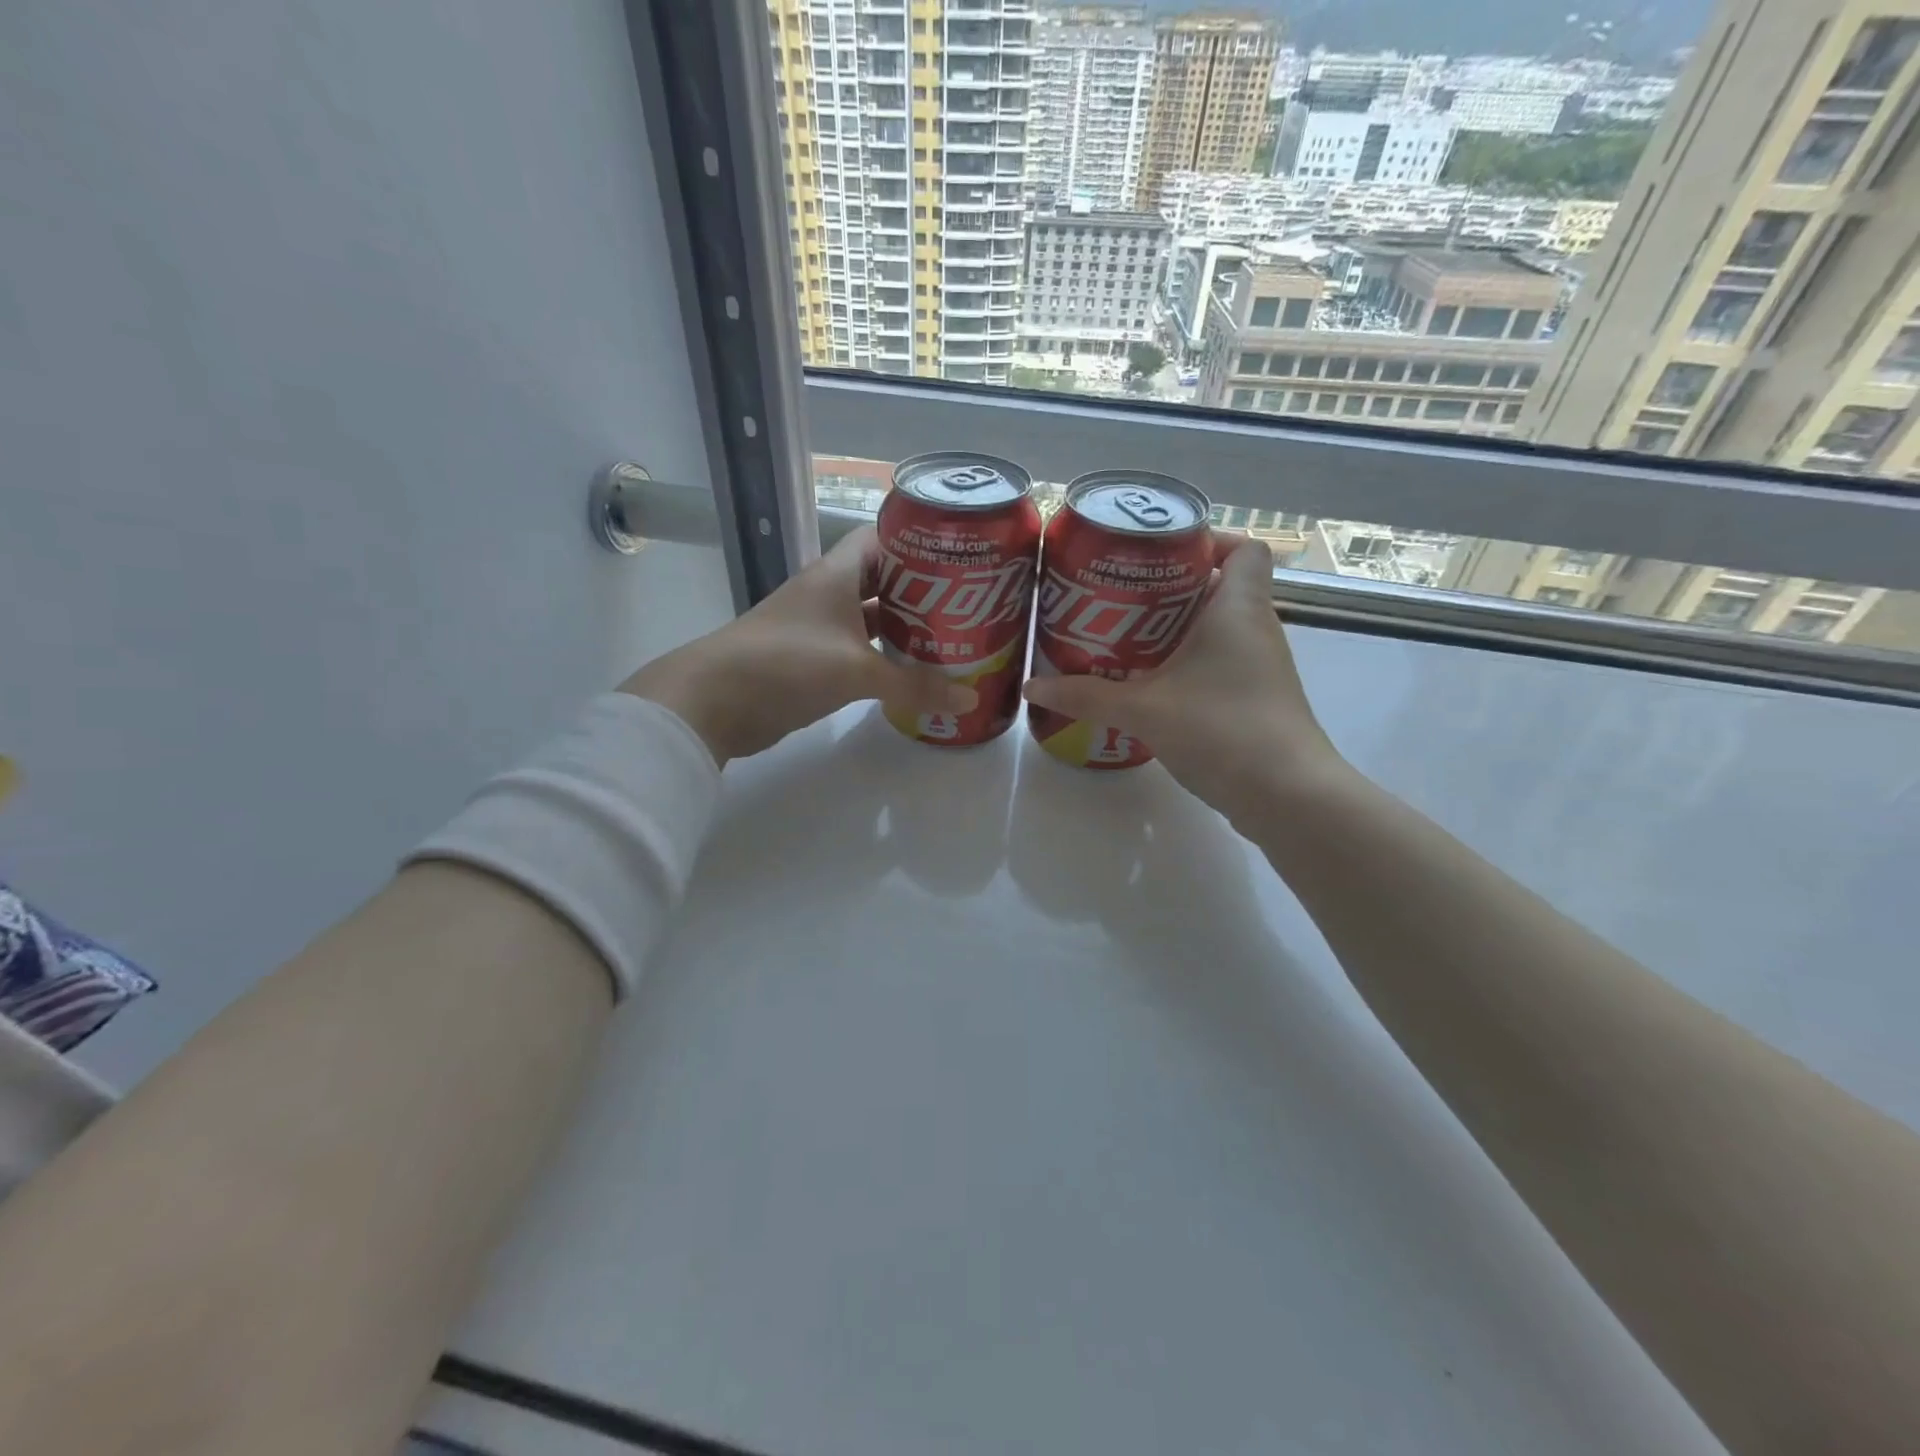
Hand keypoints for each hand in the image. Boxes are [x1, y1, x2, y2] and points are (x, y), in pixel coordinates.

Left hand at [619, 527, 975, 765]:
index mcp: (838, 574)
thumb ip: (914, 686)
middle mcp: (829, 593)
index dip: (920, 542)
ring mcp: (819, 628)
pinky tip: (914, 673)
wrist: (714, 702)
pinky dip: (885, 659)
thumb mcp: (857, 672)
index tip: (961, 556)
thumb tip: (969, 701)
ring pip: (873, 619)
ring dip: (906, 628)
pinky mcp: (813, 661)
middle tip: (971, 605)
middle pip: (885, 580)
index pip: (884, 539)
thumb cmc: (788, 664)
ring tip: (954, 637)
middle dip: (924, 591)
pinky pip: (859, 652)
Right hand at [1022, 532, 1344, 821]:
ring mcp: (1259, 666)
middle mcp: (1255, 628)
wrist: (1286, 796)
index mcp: (1237, 608)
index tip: (1160, 557)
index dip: (1208, 542)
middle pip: (1218, 586)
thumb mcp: (1143, 710)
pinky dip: (1186, 663)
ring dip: (1175, 629)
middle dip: (1169, 588)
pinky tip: (1148, 684)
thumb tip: (1032, 686)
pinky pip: (1218, 662)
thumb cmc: (1222, 730)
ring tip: (1122, 637)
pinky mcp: (1255, 698)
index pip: (1244, 548)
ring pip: (1217, 628)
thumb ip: (1086, 697)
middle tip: (1119, 598)